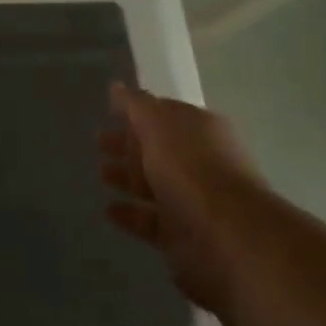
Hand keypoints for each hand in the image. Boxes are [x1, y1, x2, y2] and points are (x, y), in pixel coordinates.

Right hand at [99, 83, 256, 315]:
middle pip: (156, 149)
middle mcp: (198, 161)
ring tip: (100, 174)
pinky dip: (130, 215)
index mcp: (198, 129)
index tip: (109, 113)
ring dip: (126, 178)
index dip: (136, 113)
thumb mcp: (157, 122)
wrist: (228, 239)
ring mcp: (193, 201)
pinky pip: (151, 221)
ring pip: (153, 185)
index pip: (163, 114)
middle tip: (98, 143)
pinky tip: (109, 211)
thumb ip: (134, 104)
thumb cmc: (191, 168)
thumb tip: (116, 86)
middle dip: (127, 145)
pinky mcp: (184, 237)